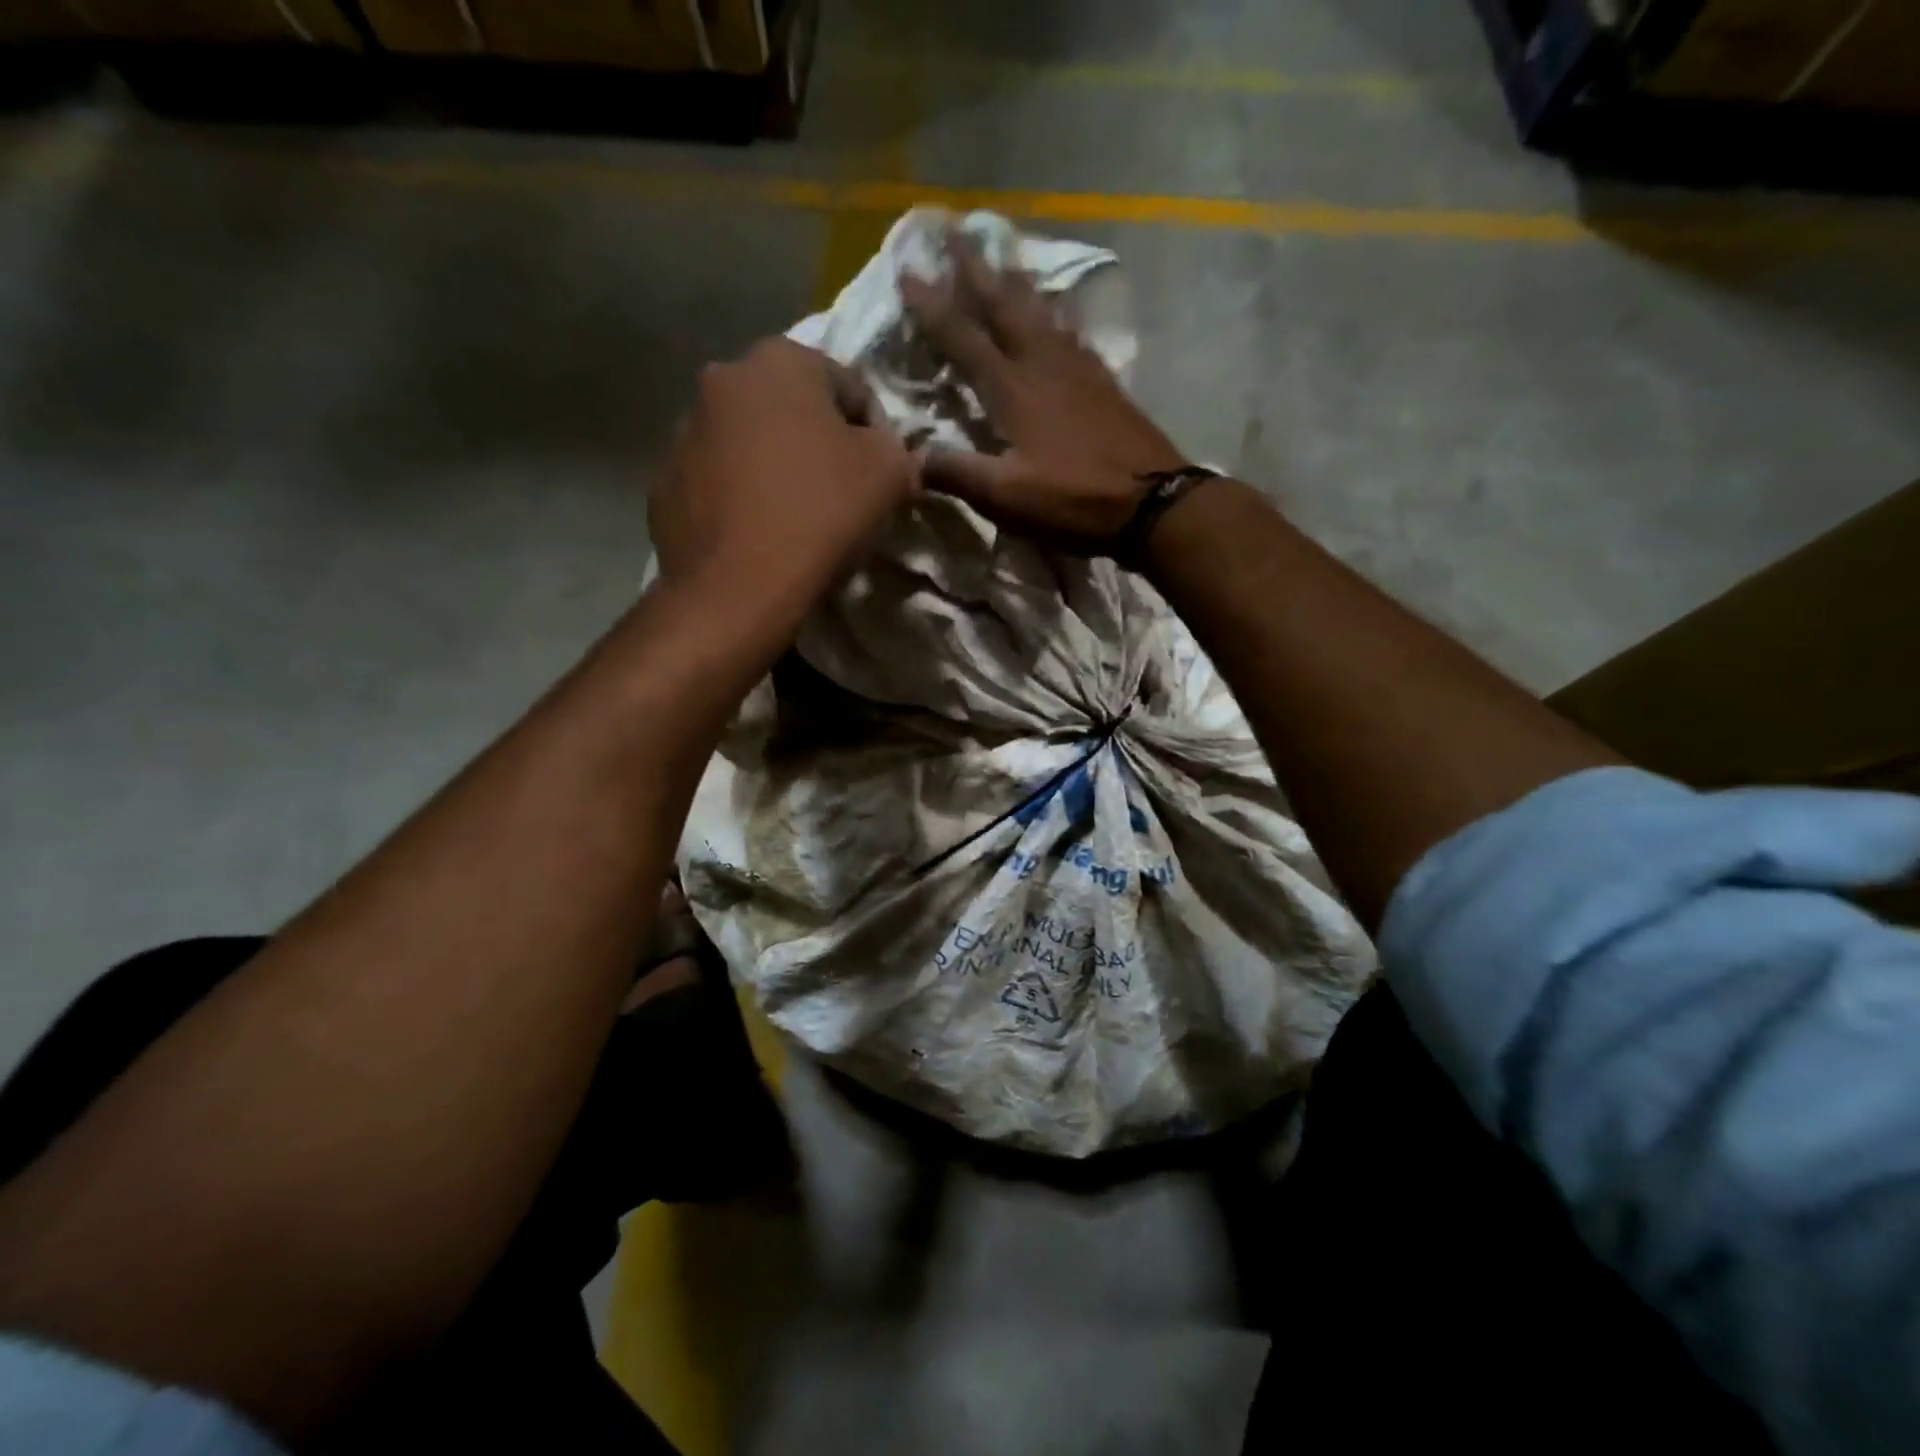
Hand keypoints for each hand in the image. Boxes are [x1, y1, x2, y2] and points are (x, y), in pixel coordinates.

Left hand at [650, 337, 918, 600]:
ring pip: (751, 443)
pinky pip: (718, 481)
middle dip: (819, 443)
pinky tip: (759, 534)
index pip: (850, 387)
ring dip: (776, 467)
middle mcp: (722, 379)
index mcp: (780, 361)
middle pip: (793, 410)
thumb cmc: (820, 515)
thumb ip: (898, 449)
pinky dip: (741, 497)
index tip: (882, 476)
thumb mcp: (890, 474)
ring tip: (796, 517)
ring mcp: (684, 431)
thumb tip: (888, 453)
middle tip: (841, 493)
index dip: (876, 433)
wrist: (738, 588)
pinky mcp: (664, 482)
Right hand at [900, 233, 1187, 552]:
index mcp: (1012, 388)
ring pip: (1039, 309)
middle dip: (974, 268)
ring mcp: (1078, 367)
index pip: (963, 337)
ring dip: (1013, 279)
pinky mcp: (1102, 380)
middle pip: (1003, 304)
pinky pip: (1069, 330)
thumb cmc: (1073, 499)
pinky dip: (1053, 311)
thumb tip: (909, 455)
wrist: (1152, 501)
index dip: (932, 305)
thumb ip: (955, 473)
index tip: (907, 269)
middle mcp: (1042, 363)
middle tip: (954, 230)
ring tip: (999, 252)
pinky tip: (1054, 310)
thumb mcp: (1006, 496)